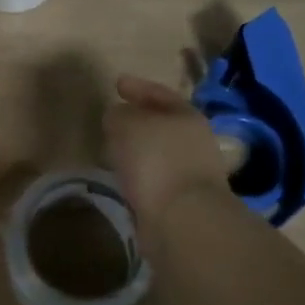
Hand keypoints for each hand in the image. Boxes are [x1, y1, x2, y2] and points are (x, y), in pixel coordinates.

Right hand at [104, 73, 233, 223]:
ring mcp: (190, 173)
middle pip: (162, 124)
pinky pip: (153, 178)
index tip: (117, 83)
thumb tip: (117, 116)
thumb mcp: (129, 125)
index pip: (160, 94)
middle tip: (113, 117)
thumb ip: (119, 115)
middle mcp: (194, 142)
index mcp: (187, 117)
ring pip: (156, 152)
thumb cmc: (158, 160)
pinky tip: (121, 176)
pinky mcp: (180, 201)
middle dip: (138, 120)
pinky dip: (137, 174)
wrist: (183, 220)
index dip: (138, 87)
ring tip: (111, 148)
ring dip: (136, 150)